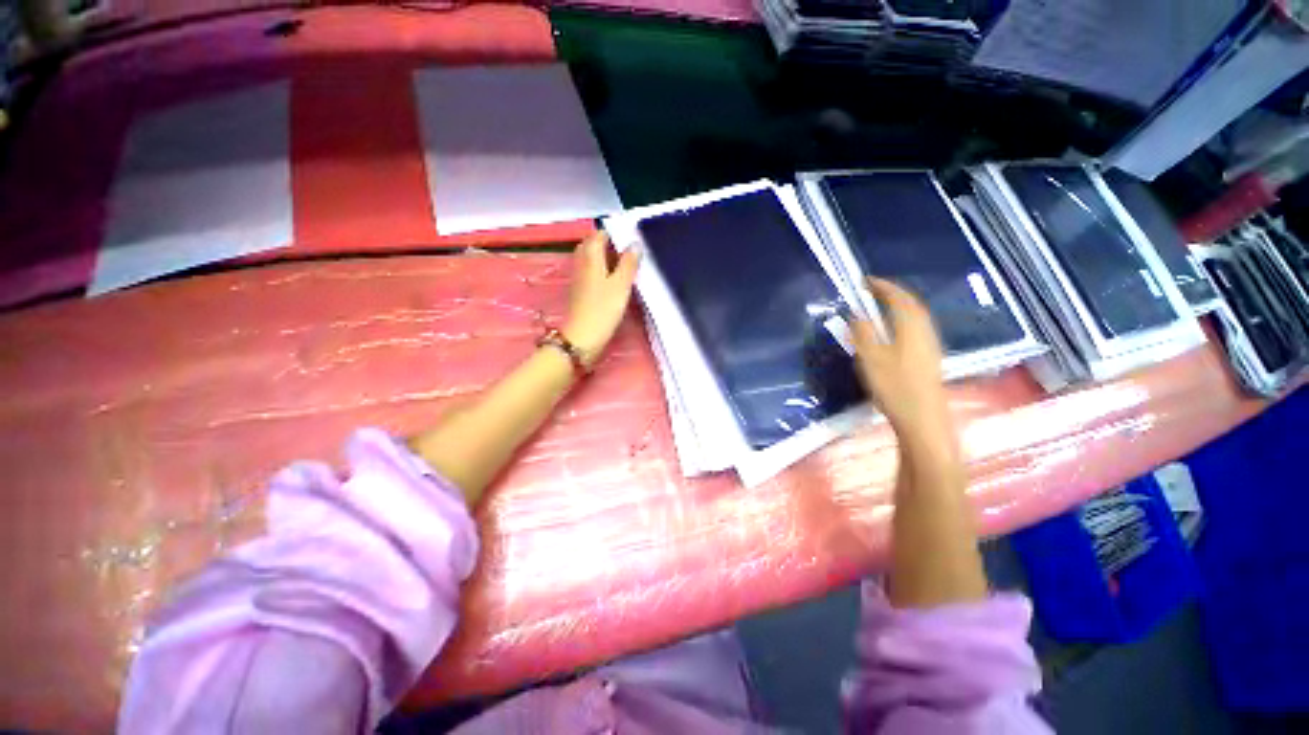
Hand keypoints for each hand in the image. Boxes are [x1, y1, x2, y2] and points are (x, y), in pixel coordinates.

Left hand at [562, 231, 640, 367]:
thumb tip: (634, 243)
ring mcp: (578, 277)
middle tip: (629, 253)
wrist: (582, 337)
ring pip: (591, 259)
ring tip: (625, 266)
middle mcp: (581, 262)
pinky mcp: (580, 290)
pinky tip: (614, 281)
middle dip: (609, 244)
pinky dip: (602, 271)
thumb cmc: (603, 309)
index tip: (632, 241)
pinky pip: (591, 272)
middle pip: (593, 245)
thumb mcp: (621, 285)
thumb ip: (629, 263)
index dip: (615, 234)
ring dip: (606, 258)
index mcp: (591, 256)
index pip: (600, 234)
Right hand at [852, 278, 954, 456]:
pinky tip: (894, 329)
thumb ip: (863, 333)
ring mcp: (930, 344)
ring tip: (880, 304)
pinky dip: (903, 319)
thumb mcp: (870, 358)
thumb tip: (857, 315)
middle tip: (872, 289)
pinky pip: (916, 327)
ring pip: (916, 315)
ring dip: (899, 305)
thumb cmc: (894, 386)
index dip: (882, 286)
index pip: (898, 298)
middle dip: (892, 293)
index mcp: (911, 327)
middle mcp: (925, 331)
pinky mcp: (929, 357)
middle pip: (911, 304)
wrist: (923, 418)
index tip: (865, 280)